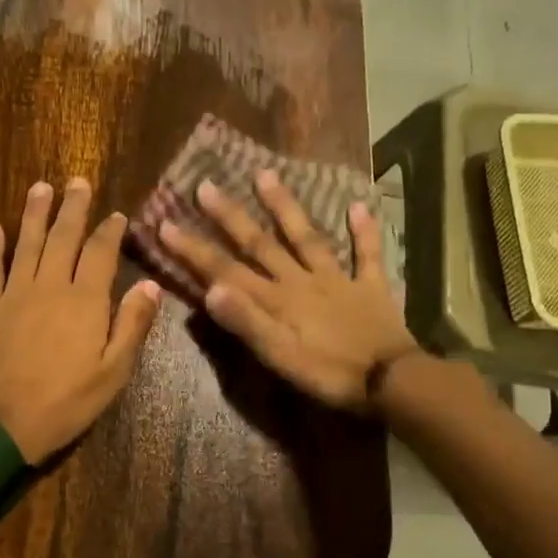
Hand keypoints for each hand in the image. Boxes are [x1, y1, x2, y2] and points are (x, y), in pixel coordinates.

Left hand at [0, 178, 161, 462]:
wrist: (4, 425)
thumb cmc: (67, 402)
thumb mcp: (114, 372)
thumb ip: (132, 325)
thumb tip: (150, 284)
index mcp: (85, 301)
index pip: (101, 253)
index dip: (110, 231)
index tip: (117, 215)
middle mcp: (50, 286)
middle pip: (63, 237)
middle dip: (73, 208)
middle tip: (77, 182)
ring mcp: (14, 294)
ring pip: (26, 244)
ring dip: (34, 214)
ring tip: (41, 187)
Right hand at [157, 171, 419, 412]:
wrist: (391, 382)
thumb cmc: (329, 375)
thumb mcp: (279, 357)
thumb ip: (246, 323)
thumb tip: (210, 289)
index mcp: (277, 300)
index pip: (226, 270)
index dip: (195, 249)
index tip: (166, 223)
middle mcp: (301, 281)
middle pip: (261, 244)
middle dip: (230, 216)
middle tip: (205, 186)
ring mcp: (337, 279)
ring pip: (307, 237)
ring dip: (286, 207)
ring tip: (266, 175)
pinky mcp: (370, 286)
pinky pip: (368, 254)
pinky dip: (364, 230)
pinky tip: (359, 205)